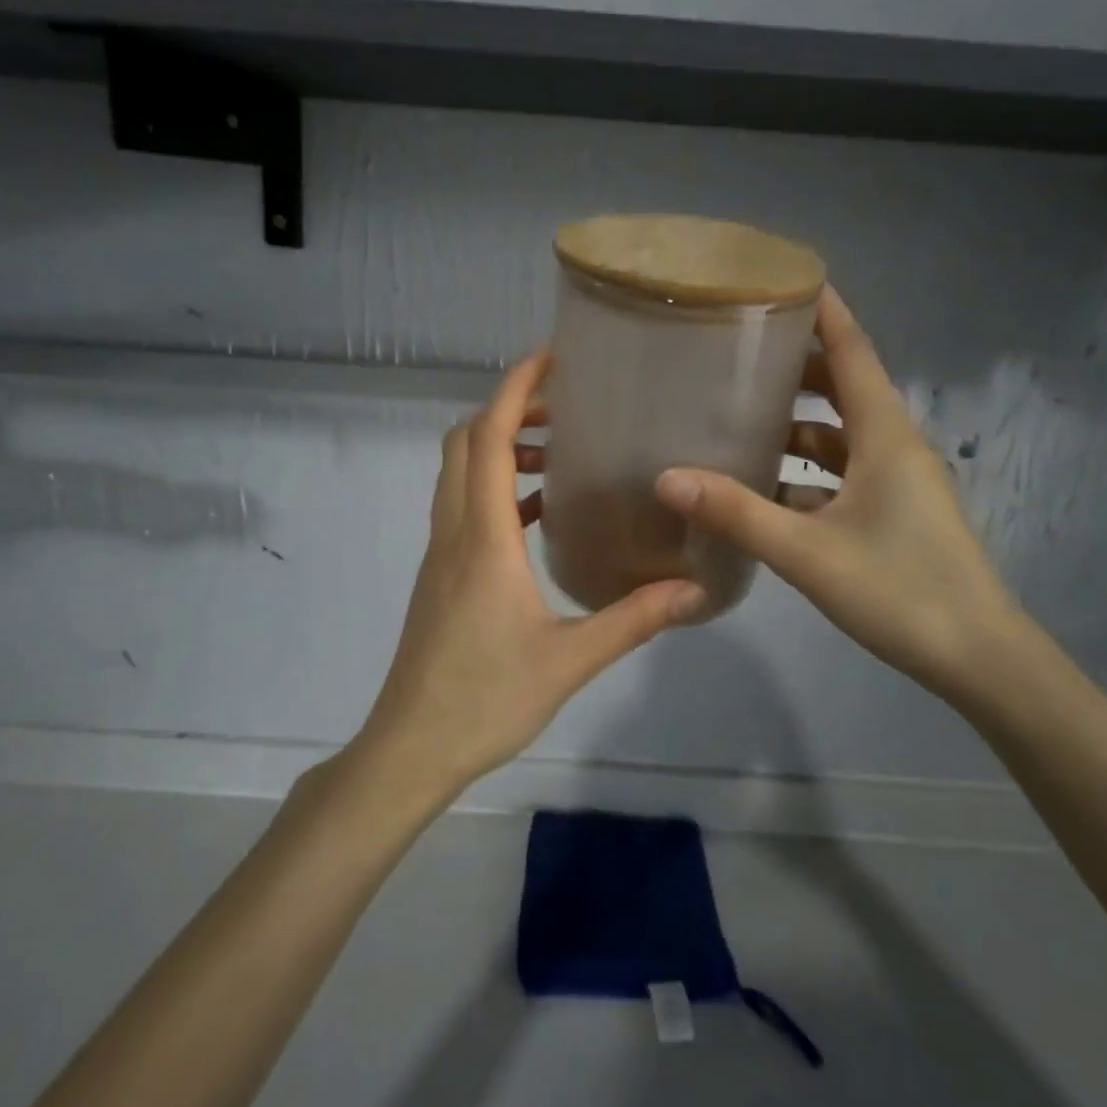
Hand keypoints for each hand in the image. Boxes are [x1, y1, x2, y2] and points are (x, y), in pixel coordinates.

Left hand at [351, 349, 705, 805]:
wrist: (411, 748)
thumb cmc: (485, 699)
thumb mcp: (569, 660)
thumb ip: (633, 619)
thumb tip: (695, 590)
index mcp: (482, 538)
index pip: (488, 439)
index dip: (514, 390)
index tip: (550, 358)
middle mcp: (454, 531)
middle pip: (464, 442)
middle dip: (507, 411)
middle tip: (564, 409)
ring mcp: (440, 553)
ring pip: (459, 473)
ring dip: (499, 449)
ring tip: (558, 454)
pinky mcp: (439, 575)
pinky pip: (462, 507)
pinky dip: (495, 488)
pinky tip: (537, 514)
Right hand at [654, 286, 1021, 696]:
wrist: (978, 659)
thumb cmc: (900, 589)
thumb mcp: (808, 551)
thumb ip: (737, 513)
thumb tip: (667, 478)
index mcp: (885, 434)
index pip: (852, 351)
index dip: (823, 311)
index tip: (783, 279)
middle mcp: (894, 447)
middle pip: (842, 388)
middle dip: (794, 368)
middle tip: (736, 355)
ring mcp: (896, 483)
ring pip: (839, 436)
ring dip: (795, 426)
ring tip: (737, 420)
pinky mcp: (892, 515)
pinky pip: (841, 476)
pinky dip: (804, 474)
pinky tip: (762, 490)